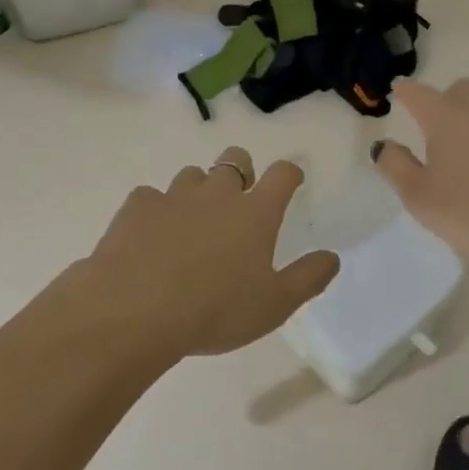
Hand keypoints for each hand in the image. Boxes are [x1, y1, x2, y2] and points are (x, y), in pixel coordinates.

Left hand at [78, 147, 339, 357]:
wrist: (135, 310)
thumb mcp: (275, 305)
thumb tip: (332, 257)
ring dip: (198, 191)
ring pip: (192, 175)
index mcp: (255, 213)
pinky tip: (151, 237)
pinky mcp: (137, 207)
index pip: (282, 174)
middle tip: (239, 200)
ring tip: (192, 223)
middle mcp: (217, 194)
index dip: (290, 173)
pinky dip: (156, 211)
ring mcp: (174, 196)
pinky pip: (151, 197)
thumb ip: (308, 278)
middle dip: (241, 170)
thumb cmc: (215, 310)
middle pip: (234, 159)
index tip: (291, 181)